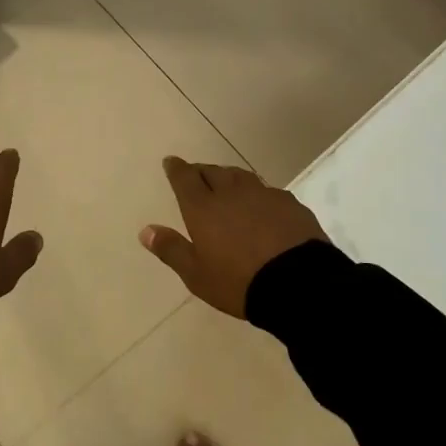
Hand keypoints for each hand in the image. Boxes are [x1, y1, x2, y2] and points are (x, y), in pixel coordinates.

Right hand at [139, 157, 326, 317]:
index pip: (185, 178)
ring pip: (241, 176)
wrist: (300, 284)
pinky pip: (267, 191)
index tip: (171, 162)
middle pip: (213, 171)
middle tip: (196, 175)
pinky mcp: (290, 204)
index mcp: (203, 208)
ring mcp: (264, 195)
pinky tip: (260, 205)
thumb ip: (171, 249)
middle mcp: (232, 193)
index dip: (176, 168)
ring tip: (226, 184)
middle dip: (202, 171)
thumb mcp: (196, 274)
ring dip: (229, 177)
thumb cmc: (238, 282)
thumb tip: (145, 230)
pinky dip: (256, 193)